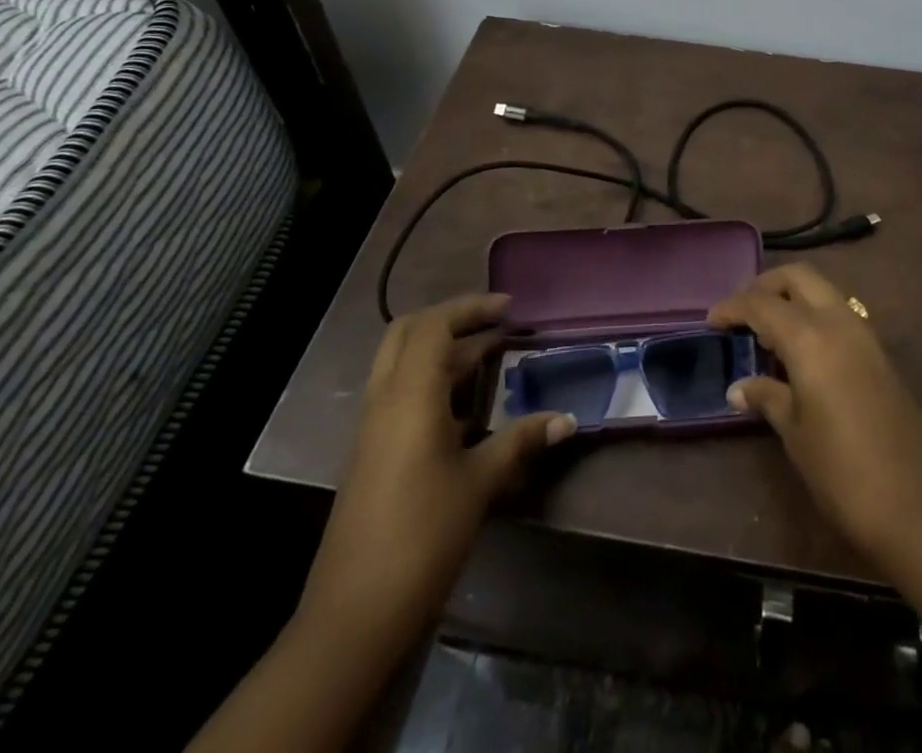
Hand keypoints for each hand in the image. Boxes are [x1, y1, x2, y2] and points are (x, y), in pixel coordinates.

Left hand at [295, 293, 573, 650]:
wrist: (354, 613)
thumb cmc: (422, 535)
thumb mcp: (479, 483)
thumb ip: (521, 440)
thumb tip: (567, 419)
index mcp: (409, 396)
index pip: (433, 325)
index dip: (470, 307)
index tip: (509, 308)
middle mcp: (384, 401)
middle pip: (407, 333)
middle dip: (451, 320)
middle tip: (494, 324)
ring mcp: (372, 428)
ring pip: (401, 364)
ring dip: (442, 352)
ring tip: (491, 357)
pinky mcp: (371, 453)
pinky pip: (399, 395)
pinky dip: (431, 383)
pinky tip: (467, 410)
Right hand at [708, 263, 921, 566]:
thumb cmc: (845, 471)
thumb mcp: (796, 434)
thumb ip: (767, 398)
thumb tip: (738, 387)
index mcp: (810, 336)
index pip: (762, 303)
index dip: (733, 307)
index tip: (711, 320)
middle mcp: (839, 322)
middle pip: (798, 278)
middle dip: (766, 285)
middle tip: (741, 312)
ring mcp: (865, 335)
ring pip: (823, 292)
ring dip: (793, 299)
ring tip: (767, 333)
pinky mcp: (880, 355)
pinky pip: (839, 315)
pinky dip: (814, 317)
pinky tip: (800, 353)